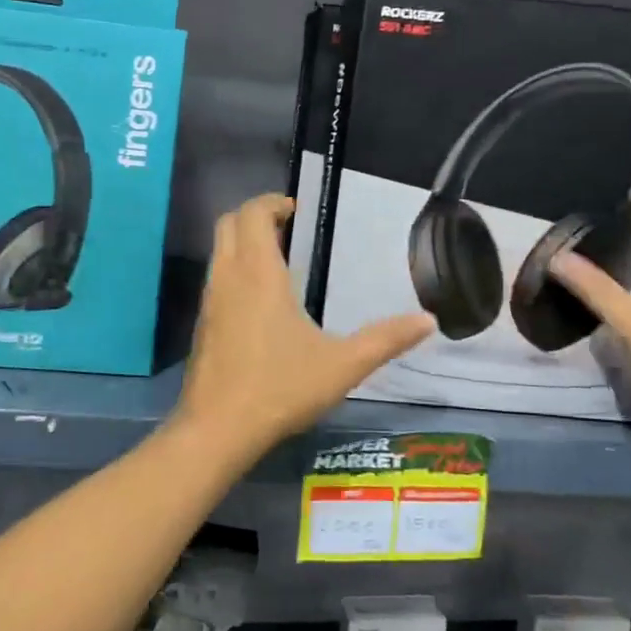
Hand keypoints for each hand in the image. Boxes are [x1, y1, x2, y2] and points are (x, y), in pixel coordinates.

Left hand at [175, 194, 433, 457]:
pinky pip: (215, 279)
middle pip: (228, 224)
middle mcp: (227, 278)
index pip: (253, 213)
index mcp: (258, 274)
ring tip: (279, 260)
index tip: (297, 210)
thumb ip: (385, 340)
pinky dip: (234, 270)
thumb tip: (429, 320)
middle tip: (289, 227)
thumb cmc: (279, 388)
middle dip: (255, 215)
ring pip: (219, 251)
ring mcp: (209, 301)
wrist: (217, 429)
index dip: (272, 202)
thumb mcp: (342, 365)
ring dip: (243, 243)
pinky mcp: (201, 325)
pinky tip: (260, 302)